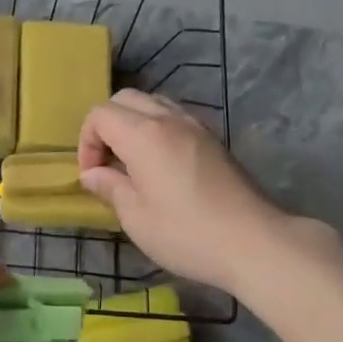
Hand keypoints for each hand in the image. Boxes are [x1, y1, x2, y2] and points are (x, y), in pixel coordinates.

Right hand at [78, 90, 297, 292]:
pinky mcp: (214, 139)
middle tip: (108, 164)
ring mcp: (196, 126)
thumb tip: (92, 174)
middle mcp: (169, 119)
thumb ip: (110, 187)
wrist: (255, 242)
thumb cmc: (187, 233)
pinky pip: (175, 117)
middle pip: (125, 100)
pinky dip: (158, 129)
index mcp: (144, 135)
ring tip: (133, 163)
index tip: (93, 175)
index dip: (87, 142)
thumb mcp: (136, 217)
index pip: (100, 114)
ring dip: (133, 124)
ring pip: (153, 103)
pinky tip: (162, 166)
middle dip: (106, 126)